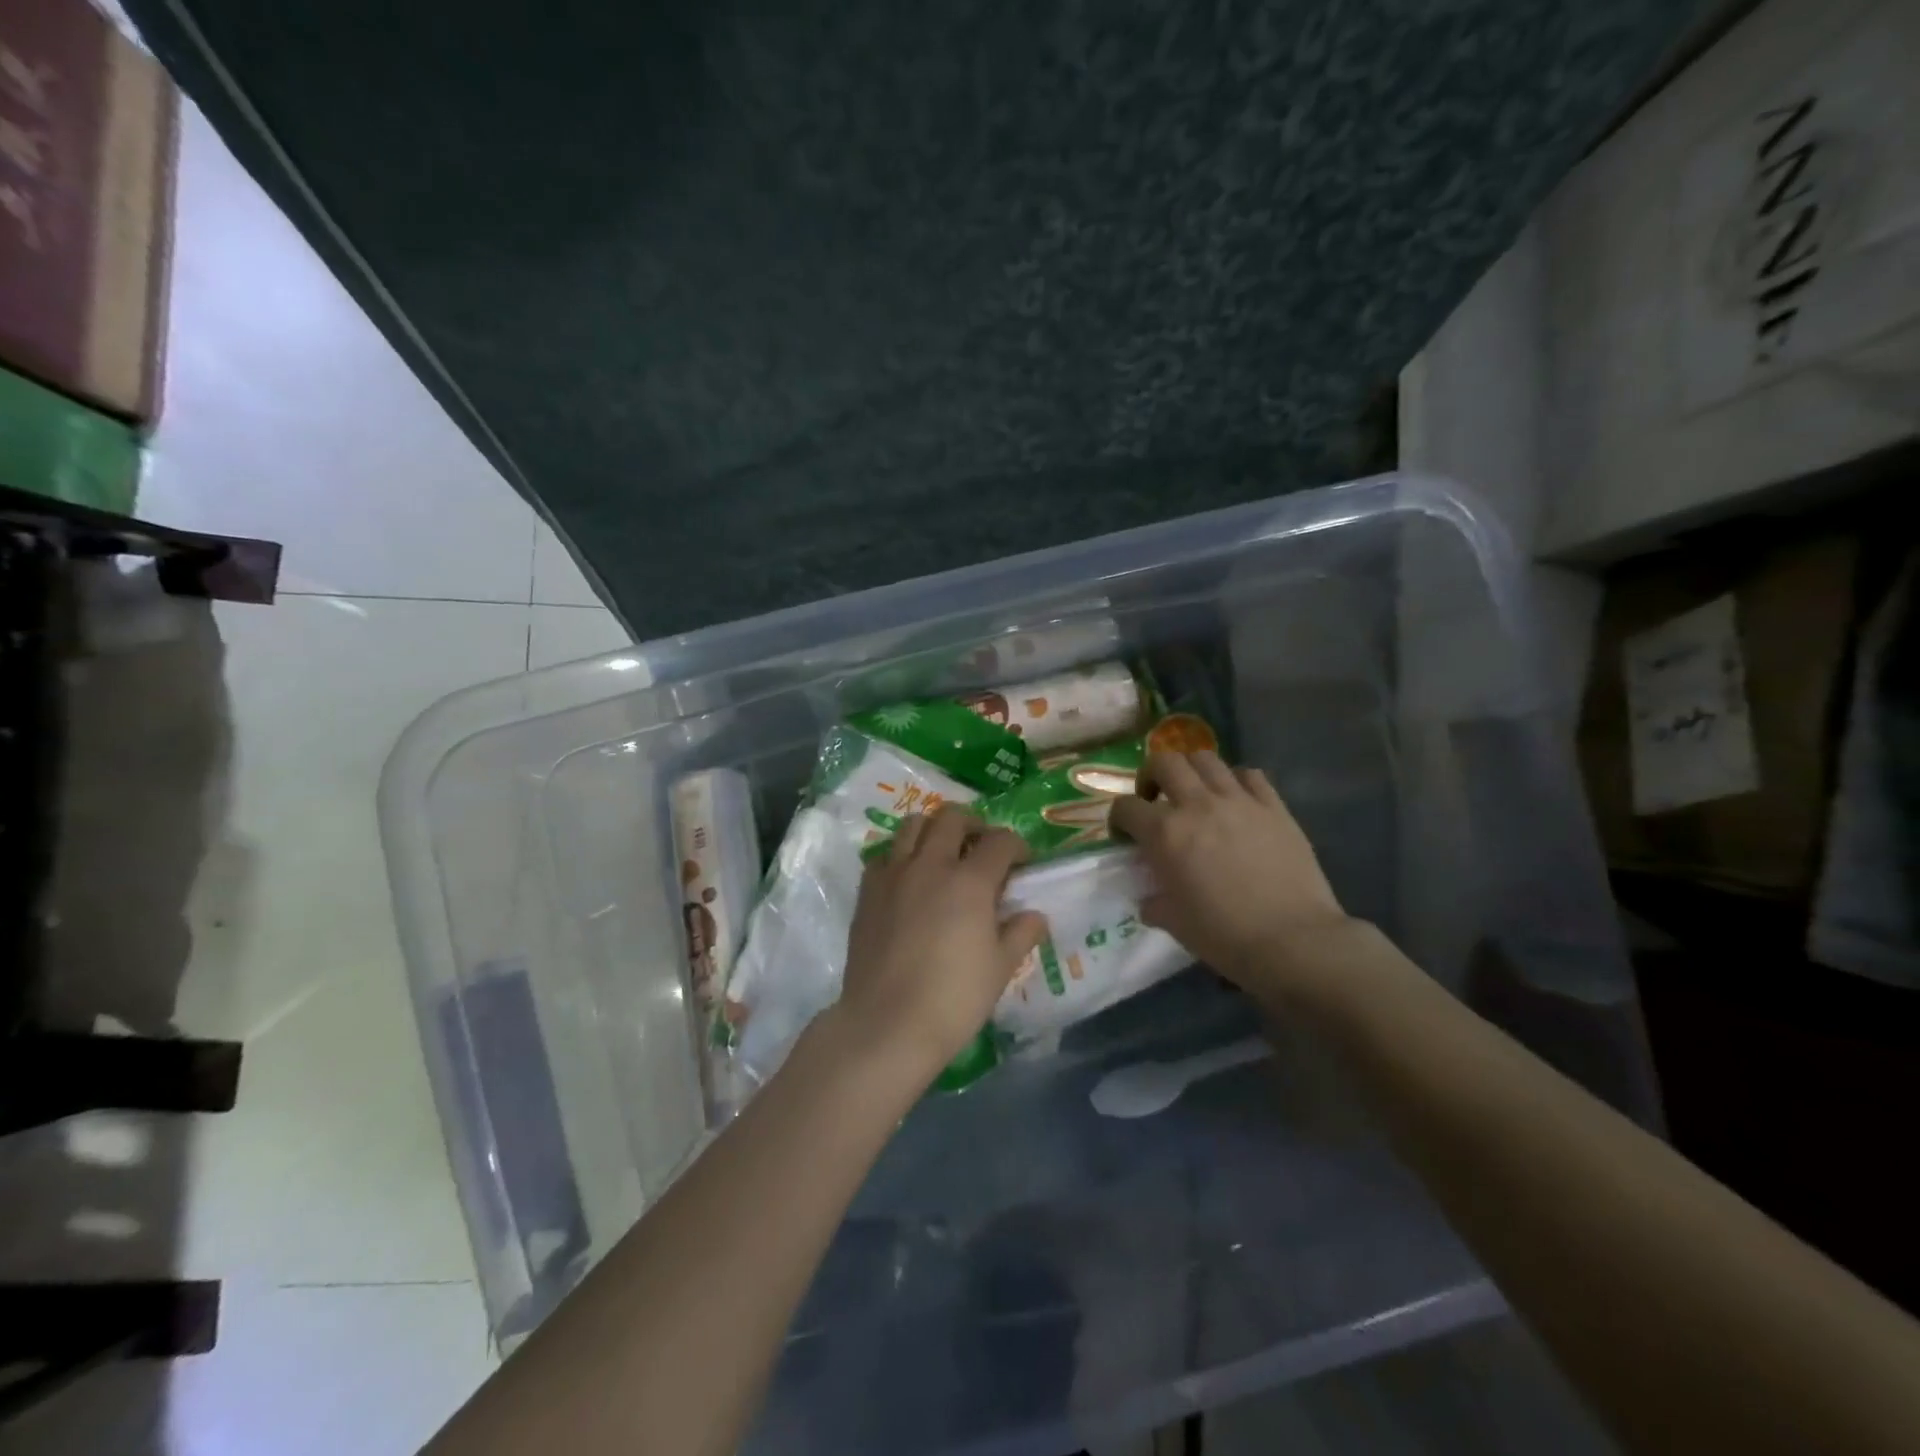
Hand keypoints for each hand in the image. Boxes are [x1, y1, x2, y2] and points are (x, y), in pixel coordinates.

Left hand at [832, 806, 1047, 1081]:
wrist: (887, 1024)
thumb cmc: (954, 999)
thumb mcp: (1001, 969)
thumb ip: (1020, 934)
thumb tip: (1034, 915)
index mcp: (970, 881)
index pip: (1000, 841)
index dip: (1017, 846)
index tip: (1022, 863)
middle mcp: (930, 865)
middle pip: (952, 817)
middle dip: (974, 824)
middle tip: (982, 846)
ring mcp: (894, 874)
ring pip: (913, 825)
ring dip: (934, 830)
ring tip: (943, 853)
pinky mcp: (867, 891)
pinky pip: (885, 855)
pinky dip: (901, 856)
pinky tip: (909, 880)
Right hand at [1110, 750, 1352, 1003]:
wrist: (1294, 941)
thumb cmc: (1225, 935)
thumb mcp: (1175, 923)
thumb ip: (1155, 903)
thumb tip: (1150, 900)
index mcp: (1165, 834)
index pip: (1125, 807)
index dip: (1119, 818)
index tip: (1125, 834)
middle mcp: (1198, 805)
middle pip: (1164, 762)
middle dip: (1151, 775)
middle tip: (1155, 798)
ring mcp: (1239, 800)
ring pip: (1206, 758)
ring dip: (1191, 771)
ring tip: (1194, 793)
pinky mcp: (1274, 806)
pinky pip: (1250, 775)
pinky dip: (1236, 780)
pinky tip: (1236, 800)